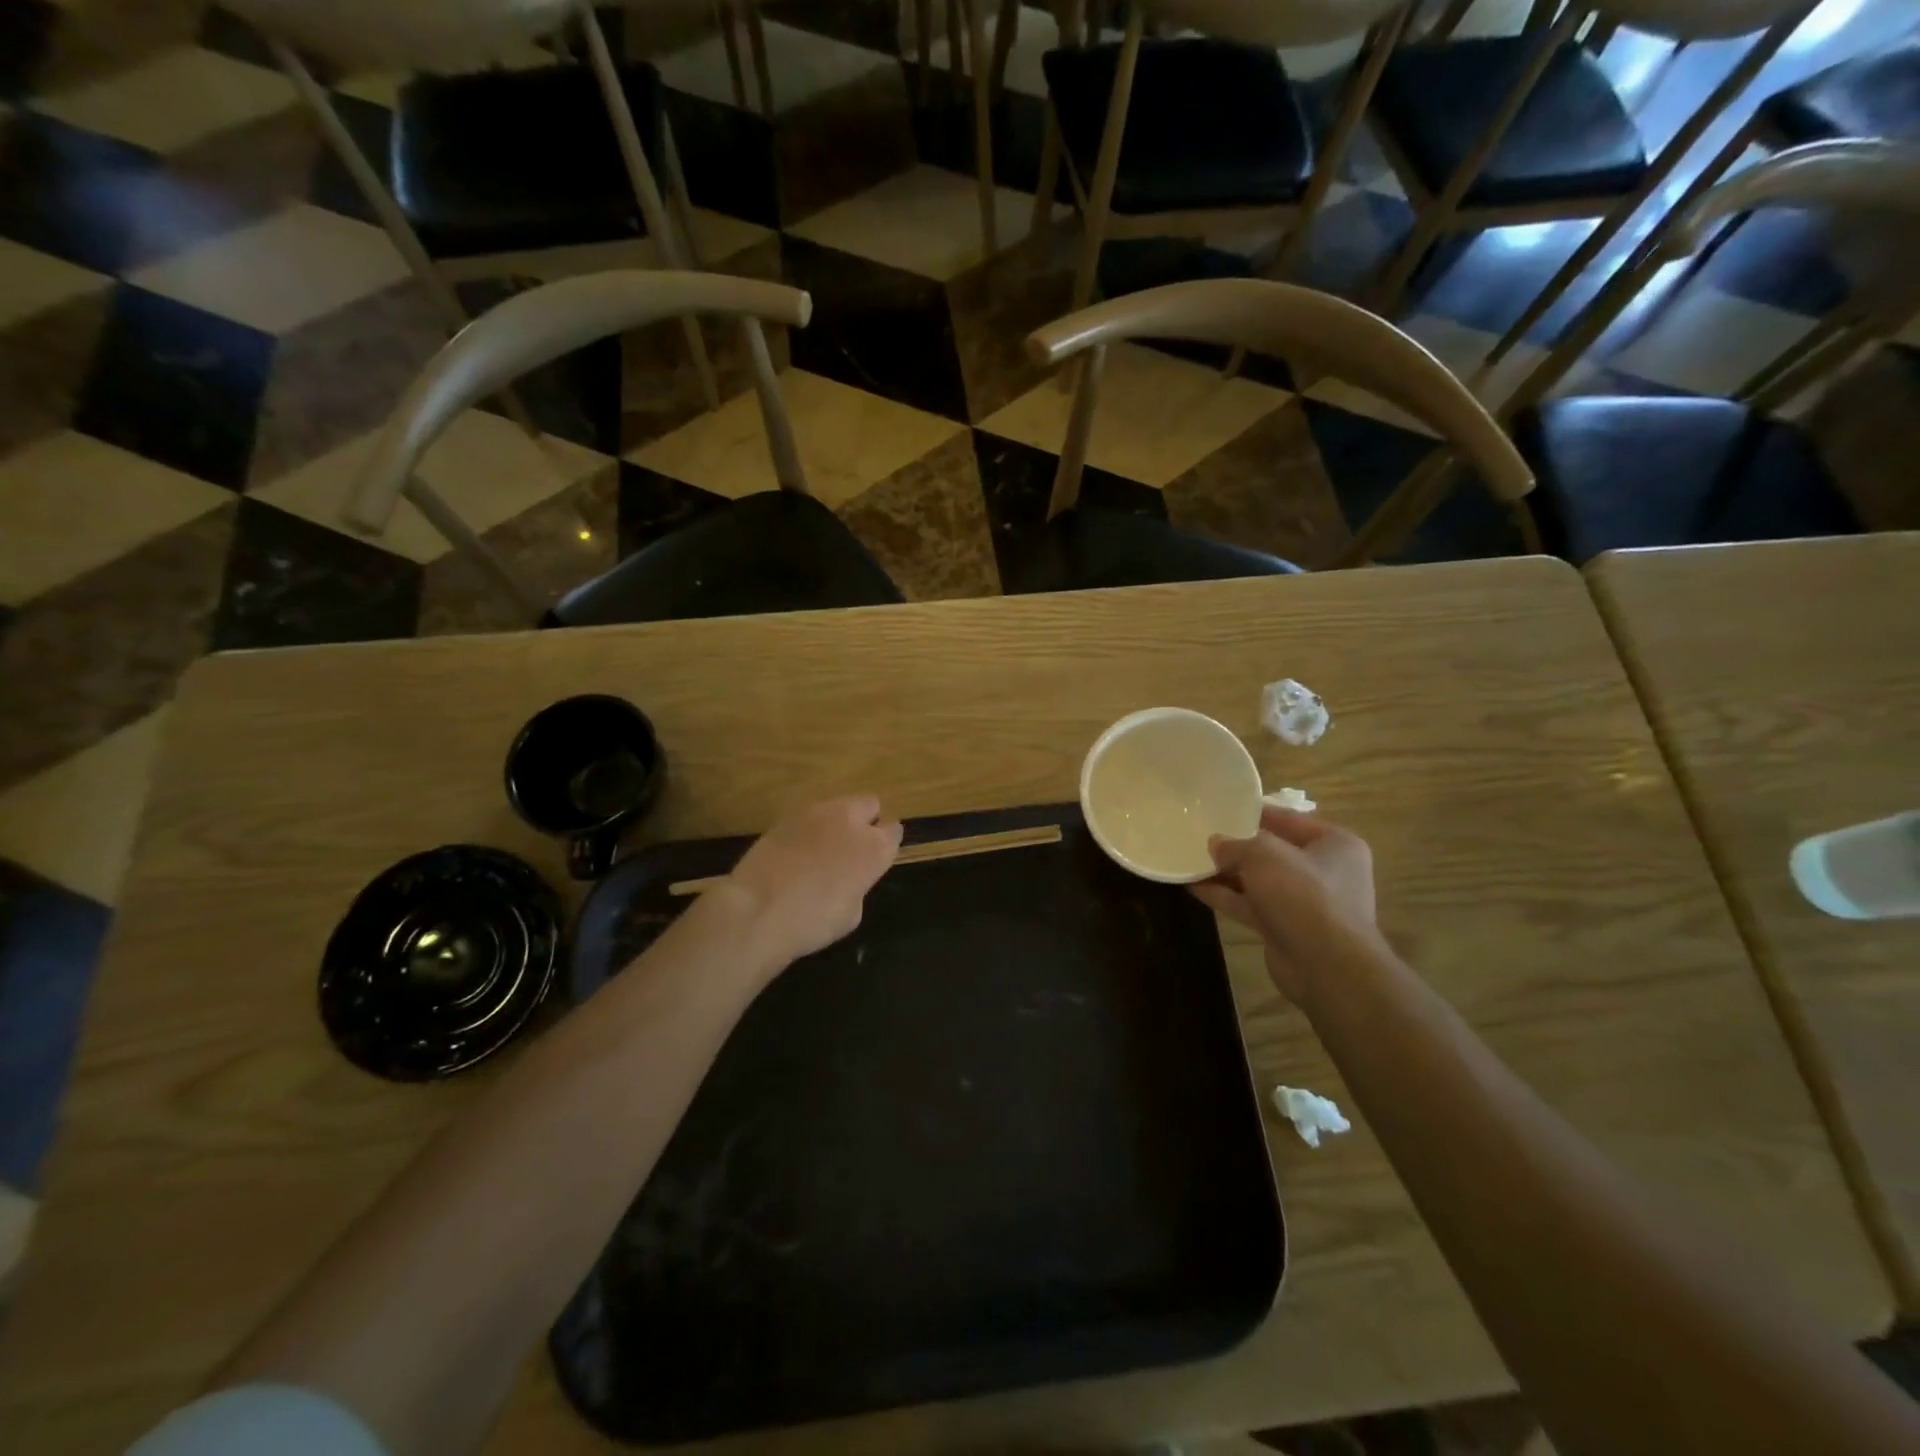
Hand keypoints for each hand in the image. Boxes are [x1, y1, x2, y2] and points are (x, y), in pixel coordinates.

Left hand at [724, 795, 902, 972]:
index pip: (894, 830)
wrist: (758, 910)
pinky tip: (796, 852)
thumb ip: (859, 884)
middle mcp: (851, 821)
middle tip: (851, 847)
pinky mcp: (787, 815)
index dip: (886, 843)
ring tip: (821, 849)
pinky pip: (809, 816)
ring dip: (837, 822)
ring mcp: (817, 812)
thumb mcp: (851, 914)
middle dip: (866, 821)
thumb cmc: (812, 922)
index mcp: (875, 848)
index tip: (876, 858)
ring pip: (838, 806)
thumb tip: (850, 876)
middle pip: (870, 804)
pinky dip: (809, 829)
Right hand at [1192, 807, 1378, 1007]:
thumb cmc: (1304, 894)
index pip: (1290, 819)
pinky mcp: (1286, 928)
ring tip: (1192, 859)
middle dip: (1238, 846)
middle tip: (1203, 834)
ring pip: (1259, 880)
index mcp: (1335, 844)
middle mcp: (1324, 871)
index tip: (1223, 806)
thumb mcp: (1265, 855)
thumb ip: (1237, 845)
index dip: (1255, 812)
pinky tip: (1194, 887)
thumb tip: (1216, 843)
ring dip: (1227, 873)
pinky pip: (1251, 905)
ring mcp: (1304, 902)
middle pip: (1273, 851)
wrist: (1326, 965)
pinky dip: (1226, 896)